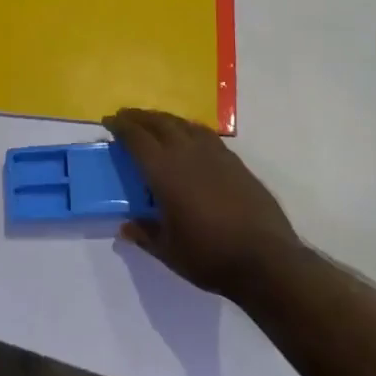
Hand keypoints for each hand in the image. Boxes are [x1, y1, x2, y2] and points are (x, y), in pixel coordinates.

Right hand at [107, 108, 301, 302]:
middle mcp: (187, 153)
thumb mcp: (169, 252)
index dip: (120, 127)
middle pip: (159, 123)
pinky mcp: (234, 161)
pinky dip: (188, 128)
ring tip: (154, 122)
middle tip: (126, 116)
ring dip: (164, 118)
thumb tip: (126, 227)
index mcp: (165, 172)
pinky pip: (204, 133)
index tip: (109, 121)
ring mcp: (214, 154)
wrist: (267, 259)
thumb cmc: (211, 256)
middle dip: (139, 117)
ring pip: (183, 124)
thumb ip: (146, 235)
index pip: (137, 139)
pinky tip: (188, 136)